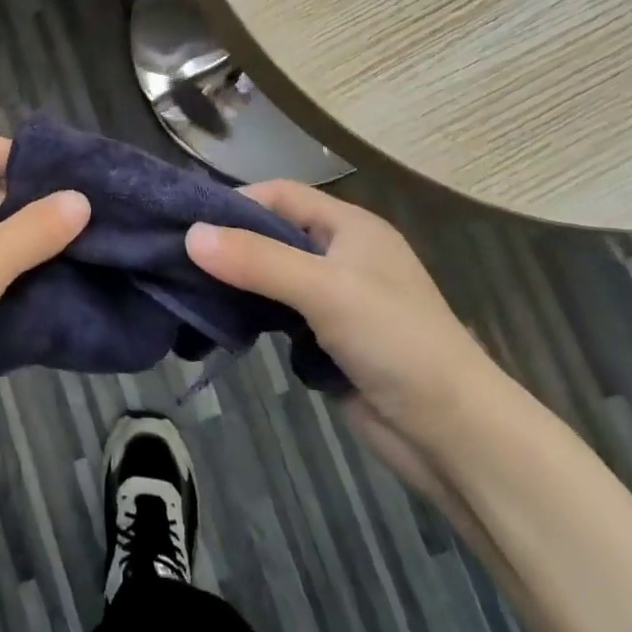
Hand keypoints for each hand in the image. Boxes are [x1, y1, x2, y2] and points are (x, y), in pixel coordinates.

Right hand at [185, 183, 507, 495]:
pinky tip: (221, 324)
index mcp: (350, 227)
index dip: (236, 202)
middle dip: (229, 244)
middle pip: (272, 234)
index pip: (280, 195)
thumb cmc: (396, 342)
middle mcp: (340, 255)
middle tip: (177, 257)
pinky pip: (277, 314)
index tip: (189, 223)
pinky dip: (251, 315)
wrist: (454, 436)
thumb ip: (257, 260)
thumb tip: (190, 235)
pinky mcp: (327, 340)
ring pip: (271, 277)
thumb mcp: (324, 290)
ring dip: (237, 282)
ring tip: (188, 289)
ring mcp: (335, 300)